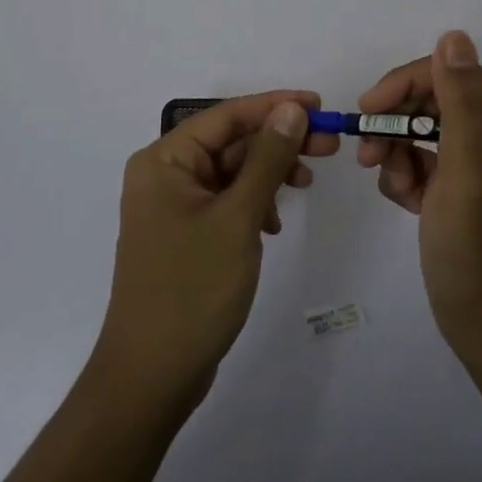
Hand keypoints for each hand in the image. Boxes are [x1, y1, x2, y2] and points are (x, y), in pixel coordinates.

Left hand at [96, 92, 339, 405]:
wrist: (152, 376)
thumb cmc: (193, 288)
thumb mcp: (238, 218)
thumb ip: (267, 159)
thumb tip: (292, 109)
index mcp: (164, 160)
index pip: (226, 116)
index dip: (275, 105)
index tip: (320, 105)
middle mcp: (164, 175)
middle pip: (230, 141)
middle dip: (278, 140)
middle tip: (329, 144)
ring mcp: (173, 206)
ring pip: (231, 171)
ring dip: (269, 172)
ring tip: (307, 183)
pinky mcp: (186, 234)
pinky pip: (226, 200)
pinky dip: (254, 202)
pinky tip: (274, 222)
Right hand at [358, 31, 481, 363]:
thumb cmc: (480, 256)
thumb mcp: (467, 175)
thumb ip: (461, 104)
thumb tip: (453, 36)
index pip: (452, 76)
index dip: (404, 86)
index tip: (366, 112)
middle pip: (435, 102)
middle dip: (398, 125)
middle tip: (369, 158)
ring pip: (424, 132)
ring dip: (398, 154)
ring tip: (394, 189)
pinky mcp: (465, 189)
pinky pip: (425, 161)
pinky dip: (406, 176)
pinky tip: (405, 203)